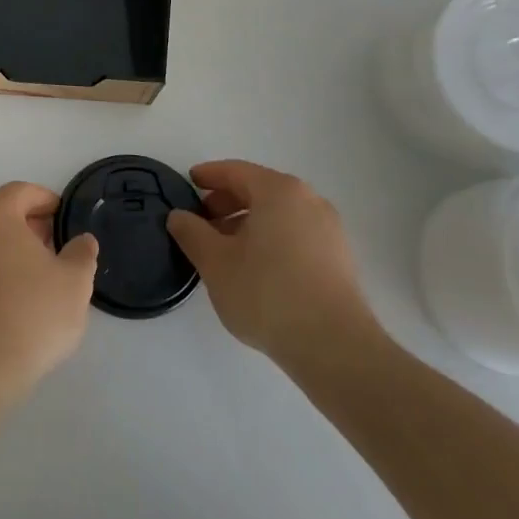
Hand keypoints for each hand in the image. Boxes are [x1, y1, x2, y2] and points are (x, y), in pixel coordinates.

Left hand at [0, 182, 97, 408]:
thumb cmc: (32, 313)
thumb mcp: (74, 282)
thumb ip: (81, 254)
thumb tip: (83, 240)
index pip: (21, 191)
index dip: (45, 200)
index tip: (62, 217)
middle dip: (24, 221)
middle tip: (49, 242)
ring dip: (4, 245)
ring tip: (30, 269)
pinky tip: (6, 295)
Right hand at [167, 160, 383, 372]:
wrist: (335, 347)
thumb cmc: (267, 293)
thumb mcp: (215, 262)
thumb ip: (192, 232)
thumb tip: (179, 216)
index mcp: (278, 191)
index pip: (236, 171)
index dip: (209, 175)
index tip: (189, 182)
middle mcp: (309, 201)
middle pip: (259, 190)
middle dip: (227, 202)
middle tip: (202, 221)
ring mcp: (329, 230)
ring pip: (279, 215)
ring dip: (248, 224)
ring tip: (226, 250)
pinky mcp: (340, 260)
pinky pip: (296, 235)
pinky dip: (271, 240)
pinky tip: (256, 269)